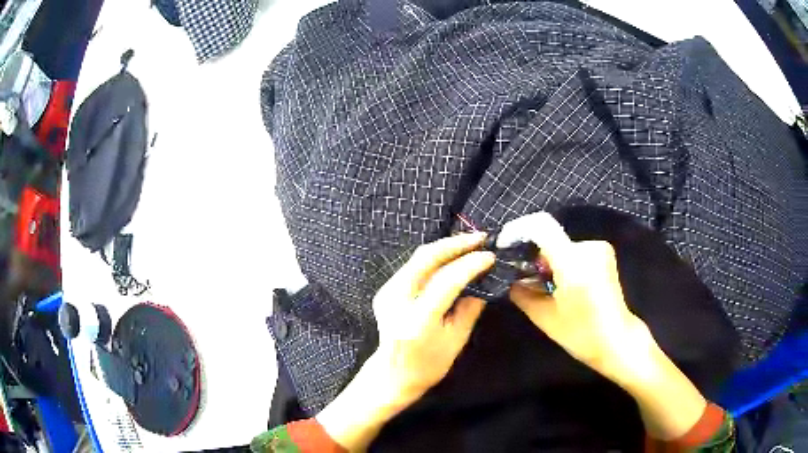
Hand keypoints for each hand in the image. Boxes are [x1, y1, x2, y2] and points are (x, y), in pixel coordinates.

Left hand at [317, 232, 494, 450]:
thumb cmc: (429, 365)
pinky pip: (413, 265)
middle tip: (480, 238)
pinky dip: (434, 257)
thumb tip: (485, 279)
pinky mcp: (385, 289)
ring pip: (418, 257)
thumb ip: (470, 307)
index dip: (470, 264)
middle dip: (455, 244)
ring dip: (445, 247)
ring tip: (470, 243)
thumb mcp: (456, 340)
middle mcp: (397, 300)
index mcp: (417, 319)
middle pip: (426, 258)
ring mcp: (387, 292)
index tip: (490, 256)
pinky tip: (451, 256)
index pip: (446, 281)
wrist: (392, 374)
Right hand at [501, 212, 706, 439]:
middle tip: (526, 280)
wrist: (617, 340)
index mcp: (573, 263)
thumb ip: (521, 293)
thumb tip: (509, 278)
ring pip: (562, 246)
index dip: (518, 230)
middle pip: (550, 239)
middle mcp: (589, 247)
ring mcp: (600, 249)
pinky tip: (564, 286)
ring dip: (549, 262)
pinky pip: (574, 251)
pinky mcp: (604, 254)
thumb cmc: (581, 334)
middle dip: (534, 256)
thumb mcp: (545, 317)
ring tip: (547, 288)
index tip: (505, 246)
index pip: (541, 226)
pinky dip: (563, 263)